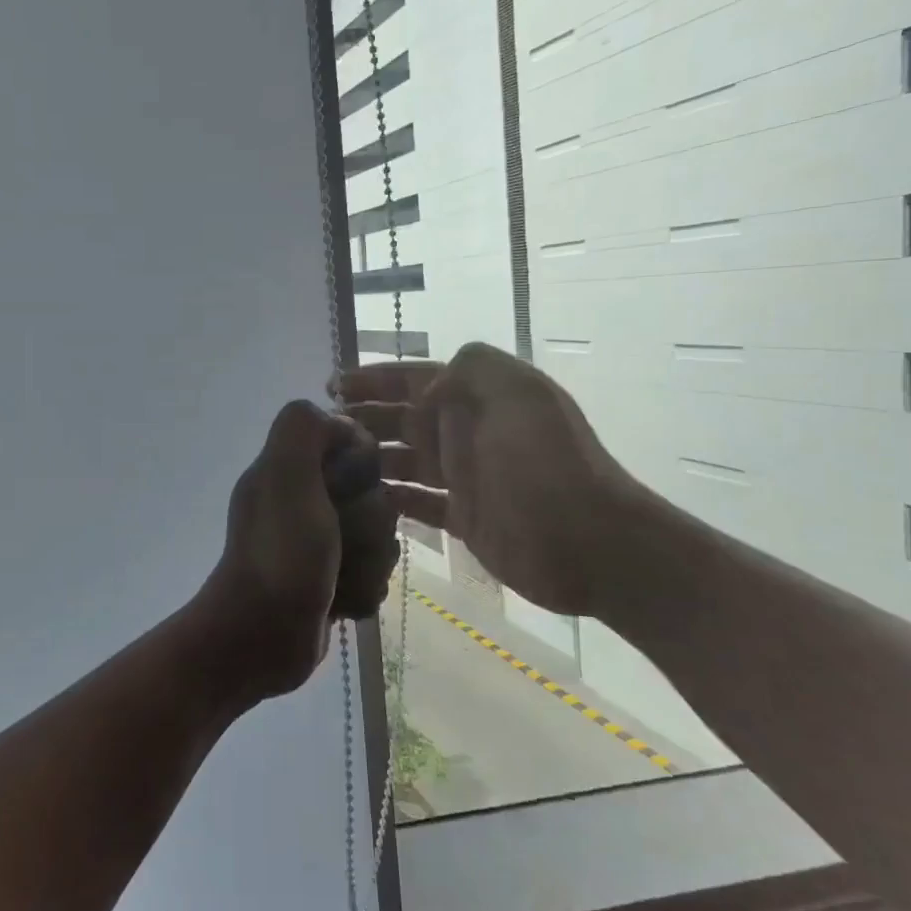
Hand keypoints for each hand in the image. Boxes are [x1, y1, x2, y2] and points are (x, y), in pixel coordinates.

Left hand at [202, 401, 399, 703]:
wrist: (261, 638)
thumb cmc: (279, 555)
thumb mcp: (284, 476)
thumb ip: (303, 429)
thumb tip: (340, 425)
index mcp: (291, 469)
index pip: (354, 444)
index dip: (361, 464)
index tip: (345, 487)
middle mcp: (305, 501)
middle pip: (375, 494)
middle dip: (367, 523)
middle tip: (336, 543)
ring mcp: (319, 544)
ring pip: (380, 537)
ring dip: (368, 561)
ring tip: (337, 579)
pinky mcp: (332, 580)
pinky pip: (374, 573)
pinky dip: (362, 589)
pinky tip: (339, 603)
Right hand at [340, 343, 641, 616]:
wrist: (590, 542)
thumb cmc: (544, 464)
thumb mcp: (515, 392)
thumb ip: (470, 368)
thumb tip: (425, 387)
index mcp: (478, 397)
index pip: (414, 378)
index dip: (374, 378)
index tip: (331, 386)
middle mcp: (467, 432)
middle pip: (402, 418)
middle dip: (363, 417)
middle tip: (320, 429)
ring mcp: (466, 477)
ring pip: (404, 460)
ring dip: (370, 458)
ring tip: (328, 465)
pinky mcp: (464, 517)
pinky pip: (417, 503)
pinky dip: (390, 499)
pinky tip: (359, 501)